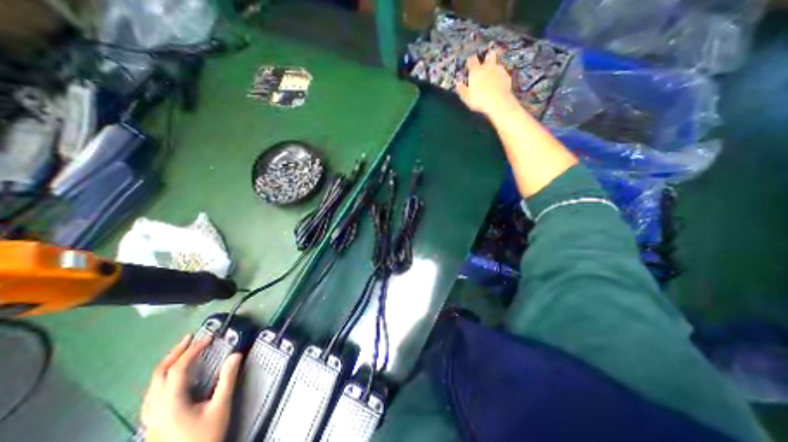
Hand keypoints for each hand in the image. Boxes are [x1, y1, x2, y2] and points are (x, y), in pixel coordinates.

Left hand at [140, 333, 241, 441]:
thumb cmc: (204, 438)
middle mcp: (154, 408)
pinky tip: (172, 378)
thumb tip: (236, 354)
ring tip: (182, 352)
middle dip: (174, 353)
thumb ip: (227, 379)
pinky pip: (152, 394)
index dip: (193, 350)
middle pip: (158, 375)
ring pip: (151, 386)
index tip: (209, 338)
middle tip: (190, 338)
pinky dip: (162, 378)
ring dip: (167, 364)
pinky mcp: (152, 423)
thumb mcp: (220, 407)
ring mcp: (150, 418)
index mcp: (170, 403)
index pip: (178, 369)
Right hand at [456, 48, 517, 116]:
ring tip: (493, 76)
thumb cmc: (479, 100)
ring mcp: (499, 70)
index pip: (472, 60)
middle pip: (489, 56)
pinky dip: (501, 77)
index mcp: (476, 71)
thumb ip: (461, 90)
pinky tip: (499, 84)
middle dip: (487, 58)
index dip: (470, 61)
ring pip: (497, 64)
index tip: (469, 64)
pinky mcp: (507, 76)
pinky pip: (503, 74)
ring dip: (495, 68)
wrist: (498, 102)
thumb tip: (457, 84)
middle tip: (485, 63)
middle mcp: (488, 67)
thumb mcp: (466, 97)